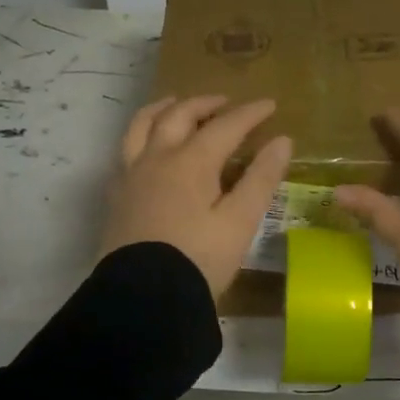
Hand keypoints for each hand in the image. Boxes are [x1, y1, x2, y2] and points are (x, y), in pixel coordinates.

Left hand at [100, 95, 291, 299]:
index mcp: (191, 162)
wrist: (144, 297)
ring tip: (176, 105)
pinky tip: (148, 148)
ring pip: (142, 126)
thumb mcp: (240, 221)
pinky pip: (126, 151)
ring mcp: (131, 176)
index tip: (270, 104)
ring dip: (163, 109)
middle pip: (179, 116)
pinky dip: (142, 136)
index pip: (225, 126)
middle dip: (205, 104)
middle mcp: (157, 158)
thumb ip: (261, 178)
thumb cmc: (199, 259)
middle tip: (225, 102)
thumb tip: (282, 140)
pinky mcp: (117, 196)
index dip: (249, 114)